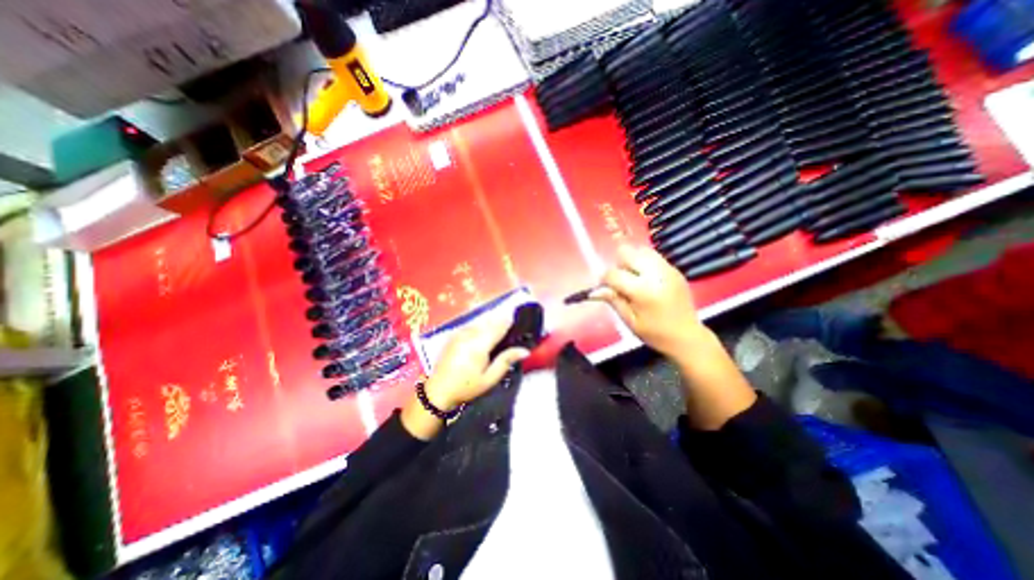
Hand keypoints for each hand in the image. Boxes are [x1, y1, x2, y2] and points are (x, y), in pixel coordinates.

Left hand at [404, 315, 532, 441]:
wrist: (438, 391)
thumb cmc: (467, 387)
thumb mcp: (489, 379)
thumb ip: (506, 361)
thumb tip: (525, 350)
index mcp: (479, 345)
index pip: (499, 326)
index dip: (510, 322)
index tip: (519, 323)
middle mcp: (469, 334)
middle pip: (490, 321)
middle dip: (501, 322)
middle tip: (510, 330)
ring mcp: (460, 333)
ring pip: (481, 321)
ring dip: (491, 323)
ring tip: (498, 333)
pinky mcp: (454, 334)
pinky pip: (472, 325)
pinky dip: (480, 326)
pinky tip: (483, 335)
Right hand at [591, 244, 710, 357]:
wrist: (687, 337)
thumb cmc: (655, 333)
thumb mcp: (630, 321)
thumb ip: (613, 301)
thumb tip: (595, 290)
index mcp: (642, 291)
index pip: (613, 274)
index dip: (604, 280)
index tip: (604, 288)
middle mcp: (655, 274)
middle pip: (626, 252)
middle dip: (618, 265)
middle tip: (621, 281)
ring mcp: (667, 269)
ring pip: (640, 250)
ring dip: (631, 261)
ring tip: (633, 278)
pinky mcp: (674, 269)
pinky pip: (653, 255)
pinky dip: (644, 262)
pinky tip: (645, 278)